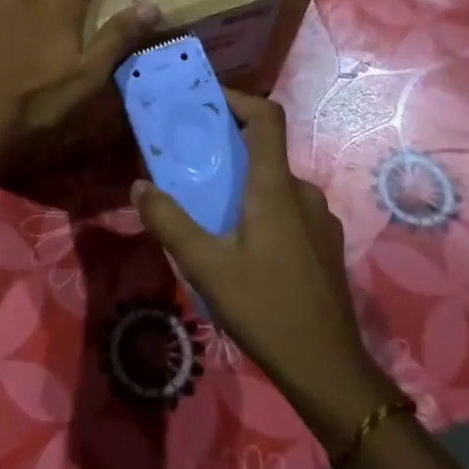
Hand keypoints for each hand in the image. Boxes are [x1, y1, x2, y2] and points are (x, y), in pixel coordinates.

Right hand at [134, 91, 403, 448]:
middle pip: (266, 152)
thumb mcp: (206, 267)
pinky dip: (262, 210)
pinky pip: (289, 210)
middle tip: (192, 166)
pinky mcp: (325, 245)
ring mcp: (320, 220)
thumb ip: (169, 222)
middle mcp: (303, 193)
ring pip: (276, 185)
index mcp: (276, 188)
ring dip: (244, 186)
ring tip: (211, 213)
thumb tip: (139, 186)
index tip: (208, 101)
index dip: (239, 99)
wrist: (329, 369)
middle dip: (228, 151)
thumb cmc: (265, 309)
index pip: (267, 118)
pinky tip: (243, 248)